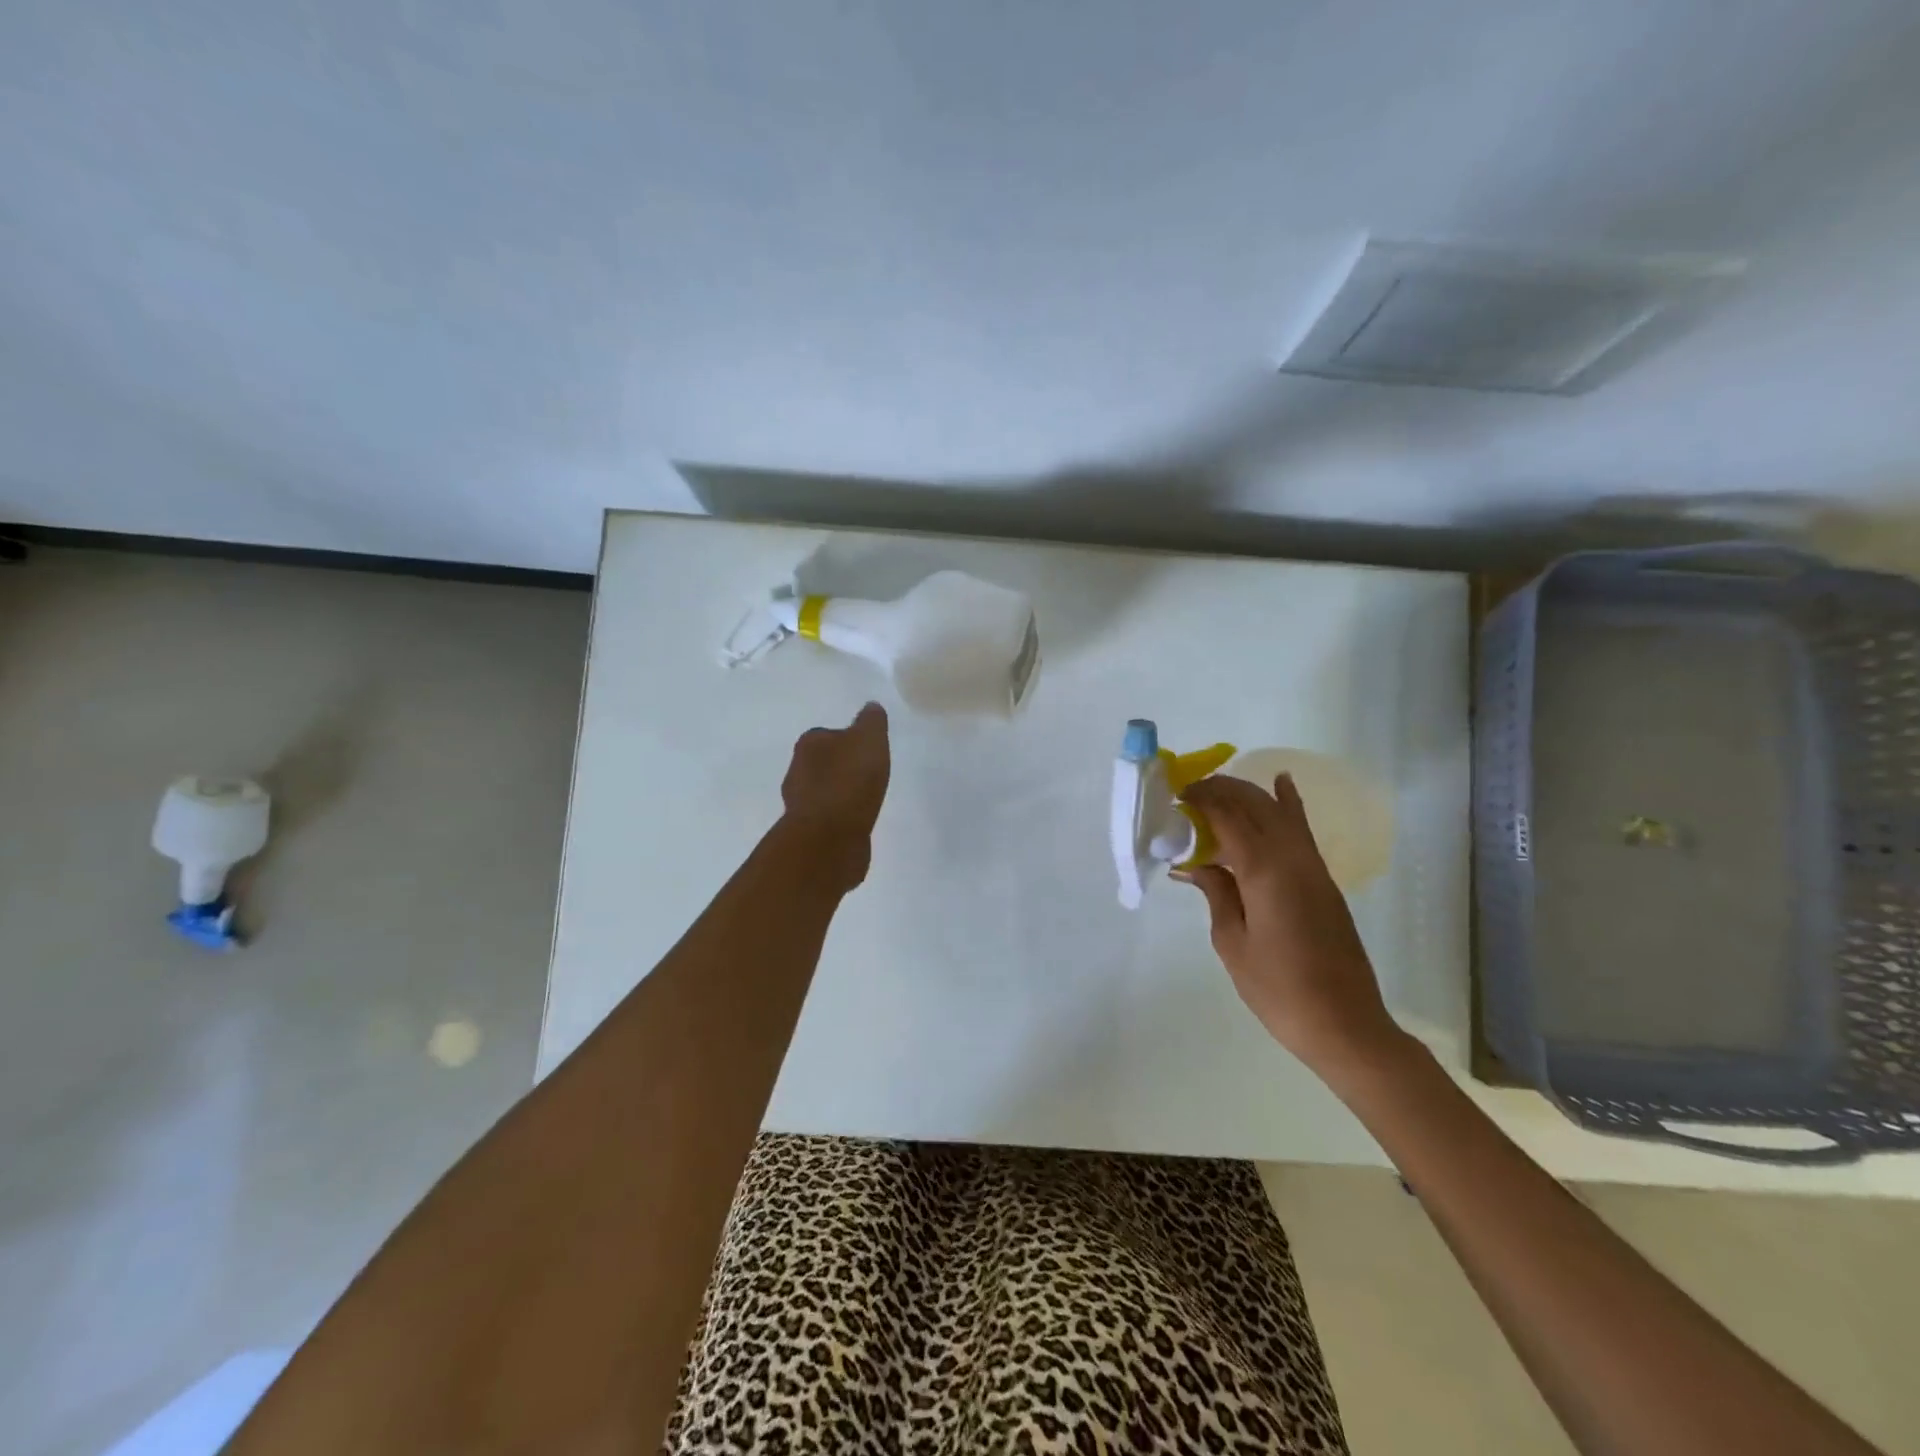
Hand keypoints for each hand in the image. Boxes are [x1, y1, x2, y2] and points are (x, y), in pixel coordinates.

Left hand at [778, 703, 890, 889]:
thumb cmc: (850, 780)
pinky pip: (828, 817)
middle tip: (867, 774)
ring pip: (823, 791)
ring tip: (865, 800)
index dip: (847, 740)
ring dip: (839, 794)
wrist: (830, 837)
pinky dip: (840, 817)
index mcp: (809, 743)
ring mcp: (800, 803)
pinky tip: (857, 822)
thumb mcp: (869, 739)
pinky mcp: (808, 831)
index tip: (866, 750)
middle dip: (841, 767)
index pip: (827, 734)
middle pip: (822, 763)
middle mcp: (798, 770)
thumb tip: (870, 707)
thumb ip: (871, 721)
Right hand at [1178, 773, 1406, 1081]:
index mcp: (1264, 871)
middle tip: (1189, 792)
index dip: (1202, 799)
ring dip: (1247, 794)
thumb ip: (1216, 893)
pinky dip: (1289, 804)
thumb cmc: (1278, 989)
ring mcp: (1312, 866)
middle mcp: (1292, 858)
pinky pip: (1300, 829)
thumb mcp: (1232, 942)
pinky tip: (1282, 783)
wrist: (1344, 1023)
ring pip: (1278, 811)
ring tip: (1217, 789)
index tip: (1177, 795)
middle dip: (1221, 789)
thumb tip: (1194, 864)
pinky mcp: (1323, 879)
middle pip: (1254, 805)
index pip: (1228, 816)